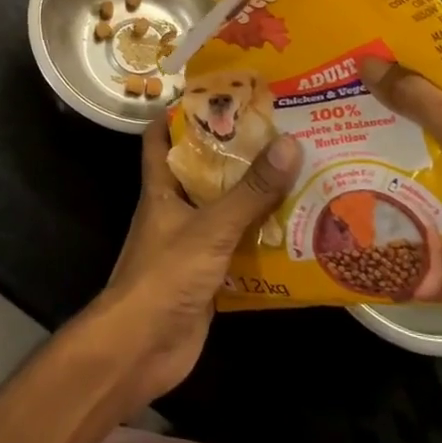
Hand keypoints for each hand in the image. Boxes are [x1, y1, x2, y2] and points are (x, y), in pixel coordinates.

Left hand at [83, 118, 299, 414]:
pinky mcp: (209, 276)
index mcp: (162, 187)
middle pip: (204, 171)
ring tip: (300, 173)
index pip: (160, 137)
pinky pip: (240, 248)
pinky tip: (299, 232)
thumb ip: (250, 192)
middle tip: (280, 131)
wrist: (142, 350)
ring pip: (226, 210)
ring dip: (256, 198)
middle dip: (236, 153)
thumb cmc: (165, 276)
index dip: (180, 112)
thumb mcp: (210, 228)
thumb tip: (289, 144)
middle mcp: (175, 209)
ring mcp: (192, 244)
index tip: (218, 92)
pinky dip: (263, 240)